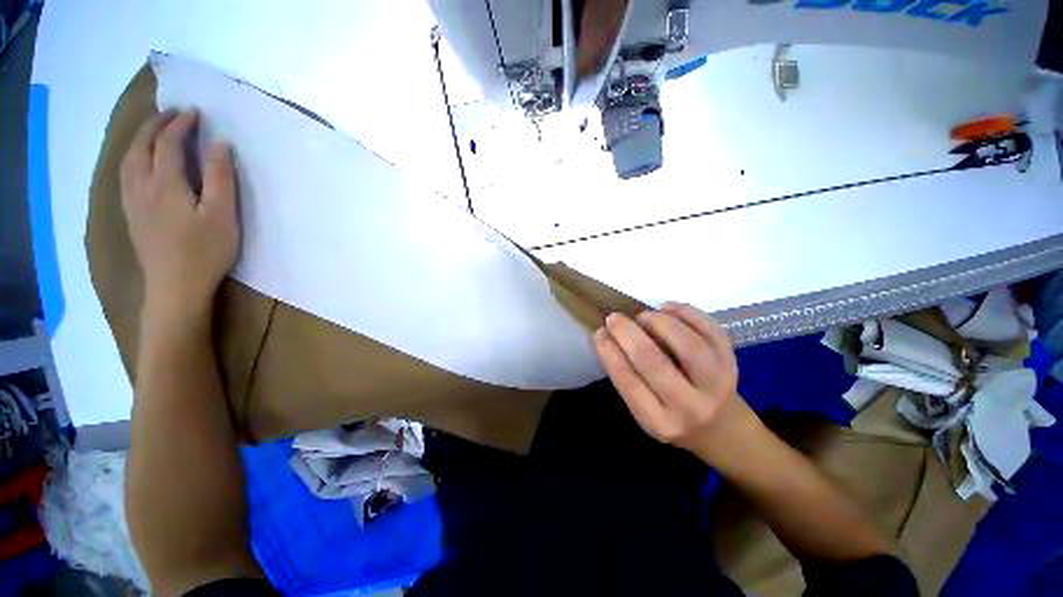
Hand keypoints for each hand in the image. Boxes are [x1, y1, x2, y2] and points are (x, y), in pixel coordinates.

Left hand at [120, 110, 239, 320]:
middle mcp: (141, 186)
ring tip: (154, 130)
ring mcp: (132, 201)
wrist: (175, 287)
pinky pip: (124, 175)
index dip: (181, 125)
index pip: (168, 143)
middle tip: (172, 114)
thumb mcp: (223, 215)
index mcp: (165, 184)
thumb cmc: (205, 251)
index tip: (196, 114)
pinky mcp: (131, 214)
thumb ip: (221, 178)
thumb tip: (219, 144)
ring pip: (128, 159)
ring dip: (140, 138)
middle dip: (155, 125)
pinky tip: (139, 161)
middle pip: (141, 146)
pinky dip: (132, 157)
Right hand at [593, 303, 755, 463]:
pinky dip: (686, 313)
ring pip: (687, 345)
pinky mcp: (732, 363)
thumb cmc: (674, 417)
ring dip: (659, 322)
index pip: (628, 382)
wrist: (723, 429)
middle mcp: (690, 407)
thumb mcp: (646, 412)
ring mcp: (717, 384)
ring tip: (643, 315)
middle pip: (654, 362)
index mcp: (660, 423)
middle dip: (628, 333)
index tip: (599, 332)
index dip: (610, 352)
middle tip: (613, 317)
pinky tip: (667, 308)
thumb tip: (610, 336)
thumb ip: (629, 379)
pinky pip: (710, 330)